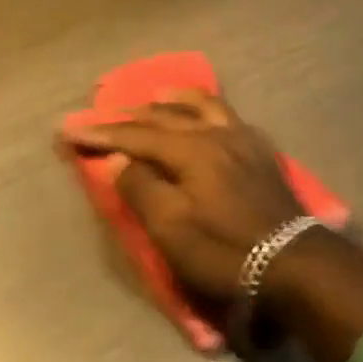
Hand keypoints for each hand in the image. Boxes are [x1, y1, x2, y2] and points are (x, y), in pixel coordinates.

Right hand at [62, 90, 300, 303]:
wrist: (294, 264)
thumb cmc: (225, 251)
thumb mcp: (172, 229)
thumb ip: (141, 188)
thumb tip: (119, 161)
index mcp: (191, 149)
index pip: (135, 136)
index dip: (100, 134)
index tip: (68, 130)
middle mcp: (216, 133)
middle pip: (165, 115)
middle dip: (129, 116)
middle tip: (102, 113)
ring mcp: (243, 139)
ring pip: (203, 105)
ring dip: (173, 100)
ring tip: (155, 96)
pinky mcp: (262, 153)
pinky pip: (228, 115)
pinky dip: (206, 109)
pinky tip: (205, 116)